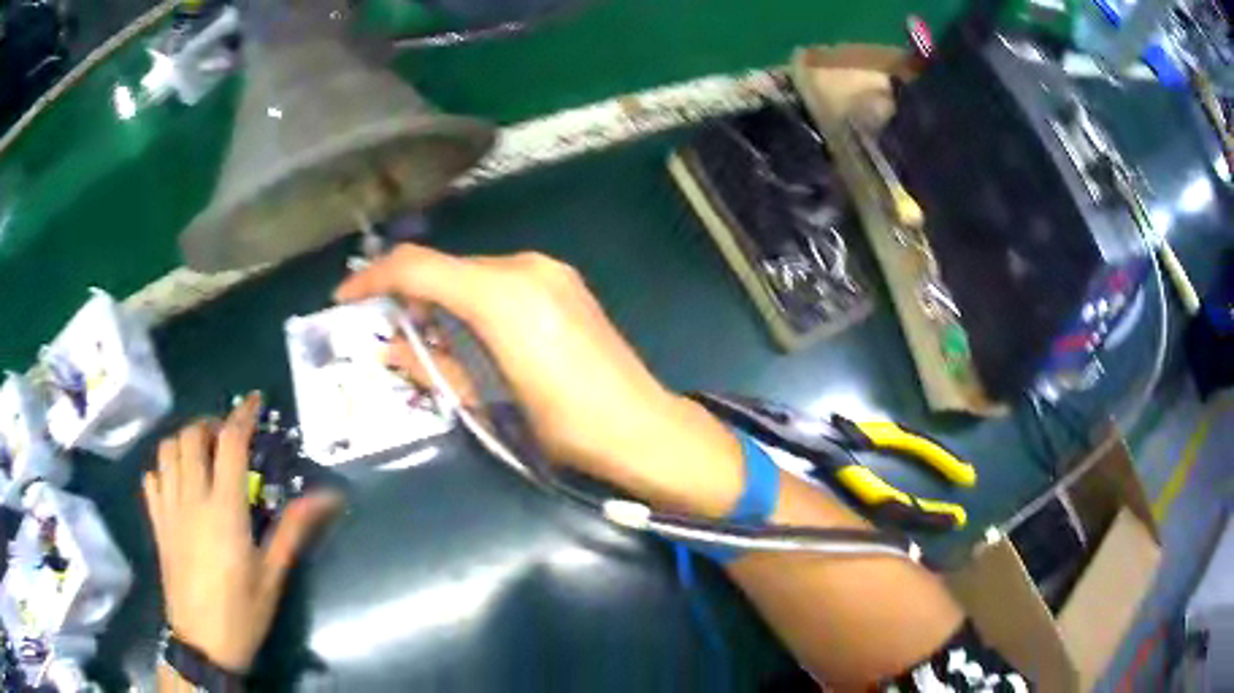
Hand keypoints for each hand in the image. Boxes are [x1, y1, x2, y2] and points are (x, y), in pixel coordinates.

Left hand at [143, 393, 338, 672]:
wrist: (203, 642)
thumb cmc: (243, 611)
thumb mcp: (273, 574)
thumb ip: (294, 528)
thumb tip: (329, 497)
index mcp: (224, 509)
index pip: (230, 442)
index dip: (243, 414)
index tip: (255, 401)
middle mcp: (191, 498)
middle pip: (190, 436)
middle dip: (210, 426)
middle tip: (227, 439)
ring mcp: (169, 509)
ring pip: (166, 450)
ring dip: (184, 442)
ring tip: (202, 456)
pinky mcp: (156, 523)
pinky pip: (151, 478)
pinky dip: (163, 469)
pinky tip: (177, 483)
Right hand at [336, 245, 744, 515]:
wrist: (641, 427)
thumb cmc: (563, 425)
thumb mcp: (488, 400)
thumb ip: (433, 365)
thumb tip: (387, 350)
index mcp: (500, 293)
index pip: (417, 267)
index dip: (372, 277)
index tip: (344, 298)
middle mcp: (524, 267)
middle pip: (446, 267)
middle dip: (408, 293)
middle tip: (386, 330)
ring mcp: (550, 271)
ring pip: (473, 273)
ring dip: (441, 297)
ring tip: (425, 337)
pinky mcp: (565, 283)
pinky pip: (502, 281)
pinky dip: (474, 299)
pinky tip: (469, 331)